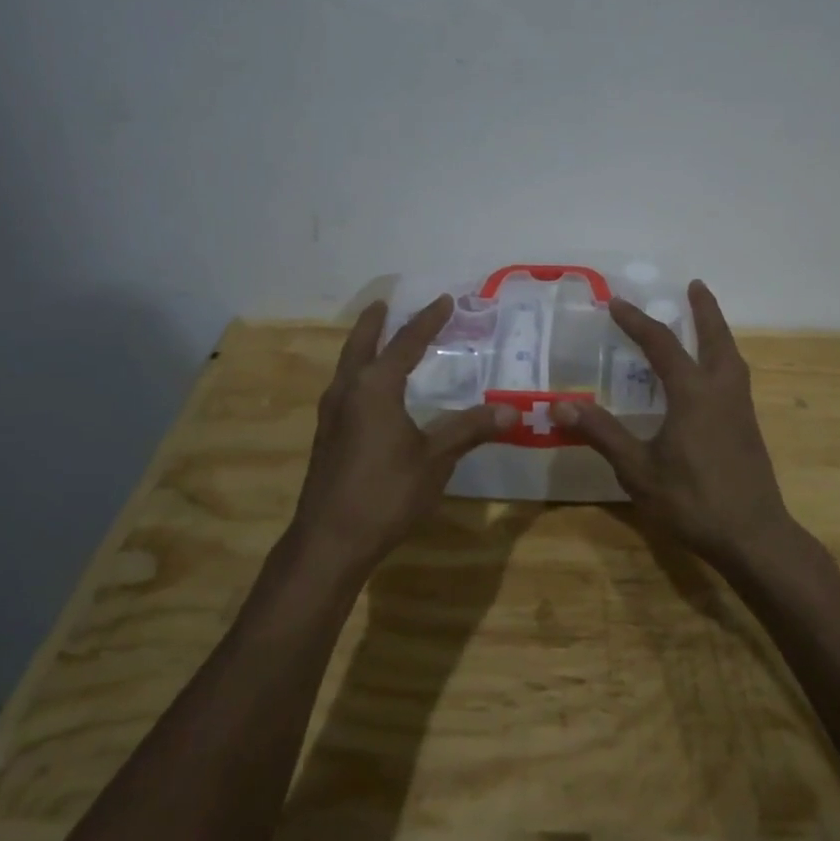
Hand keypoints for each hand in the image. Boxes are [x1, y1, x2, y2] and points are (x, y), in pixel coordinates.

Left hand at [290, 296, 512, 574]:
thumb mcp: (436, 459)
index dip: (428, 321)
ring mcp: (331, 415)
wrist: (330, 541)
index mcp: (375, 387)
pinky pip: (344, 389)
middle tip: (386, 304)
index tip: (444, 300)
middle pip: (361, 345)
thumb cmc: (386, 493)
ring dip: (362, 348)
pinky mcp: (326, 437)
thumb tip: (513, 410)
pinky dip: (358, 374)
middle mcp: (347, 391)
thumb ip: (470, 429)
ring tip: (377, 340)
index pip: (406, 343)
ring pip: (347, 367)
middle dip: (375, 323)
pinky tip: (368, 393)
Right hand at [556, 280, 795, 569]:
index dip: (637, 321)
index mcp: (694, 393)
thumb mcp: (638, 470)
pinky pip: (735, 377)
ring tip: (706, 323)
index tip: (617, 303)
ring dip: (717, 333)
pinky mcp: (748, 428)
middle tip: (695, 285)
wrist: (754, 537)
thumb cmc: (692, 501)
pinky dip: (723, 358)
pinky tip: (712, 376)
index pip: (662, 344)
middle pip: (715, 338)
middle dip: (704, 309)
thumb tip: (560, 403)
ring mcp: (740, 409)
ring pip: (731, 356)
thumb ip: (602, 433)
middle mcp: (721, 391)